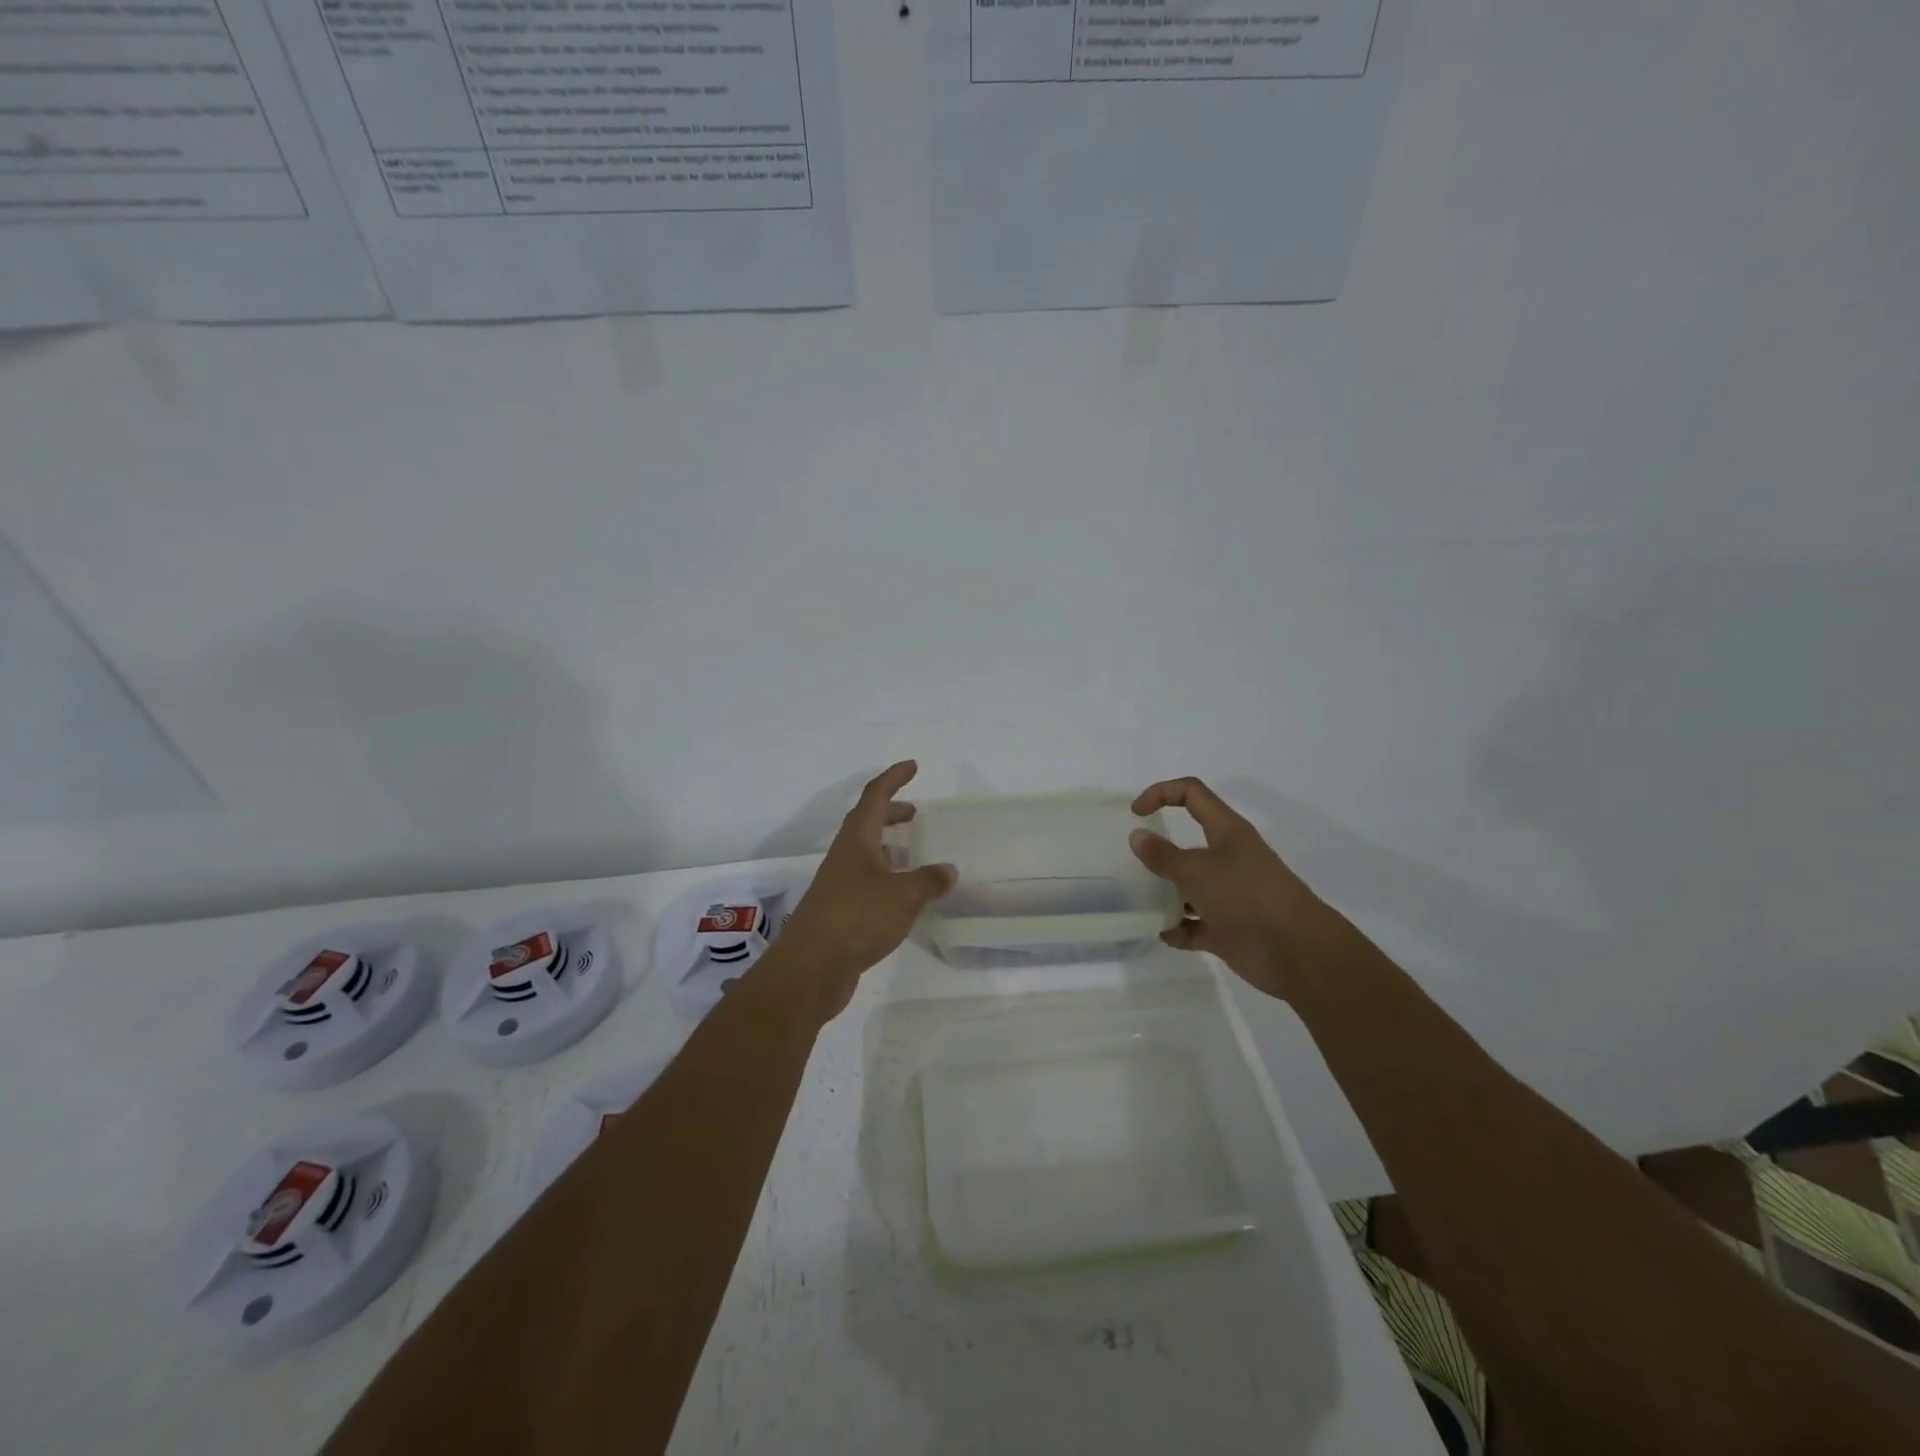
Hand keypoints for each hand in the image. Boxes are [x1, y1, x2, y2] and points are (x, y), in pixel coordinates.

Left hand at [772, 761, 956, 1020]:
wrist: (811, 968)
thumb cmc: (857, 919)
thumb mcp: (903, 896)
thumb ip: (928, 881)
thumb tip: (948, 870)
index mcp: (856, 841)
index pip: (874, 797)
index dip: (894, 778)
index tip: (913, 766)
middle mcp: (845, 856)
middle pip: (867, 823)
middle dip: (891, 812)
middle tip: (915, 813)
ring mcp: (840, 884)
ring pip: (866, 854)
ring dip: (888, 846)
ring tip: (915, 853)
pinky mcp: (841, 910)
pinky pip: (868, 881)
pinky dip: (887, 877)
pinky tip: (904, 896)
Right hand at [1128, 777, 1343, 999]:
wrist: (1296, 952)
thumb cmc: (1246, 897)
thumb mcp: (1197, 871)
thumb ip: (1163, 855)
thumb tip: (1137, 836)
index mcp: (1226, 831)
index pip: (1191, 794)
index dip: (1161, 793)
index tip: (1135, 814)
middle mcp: (1228, 858)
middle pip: (1188, 843)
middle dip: (1159, 850)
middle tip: (1131, 863)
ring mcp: (1228, 894)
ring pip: (1189, 887)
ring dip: (1165, 894)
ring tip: (1139, 901)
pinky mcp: (1227, 928)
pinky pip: (1194, 925)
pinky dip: (1179, 929)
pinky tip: (1162, 934)